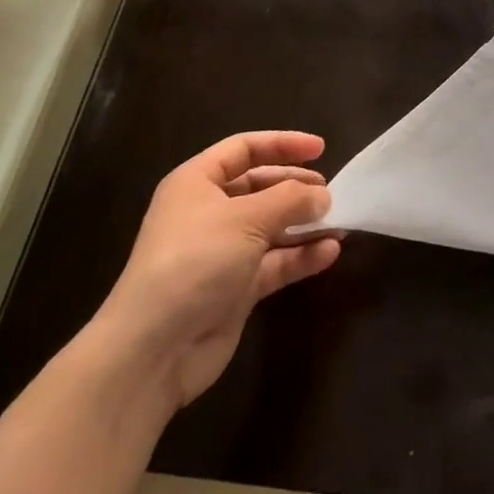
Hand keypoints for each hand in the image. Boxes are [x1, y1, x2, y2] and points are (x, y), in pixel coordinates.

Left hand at [95, 131, 339, 411]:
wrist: (154, 349)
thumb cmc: (196, 260)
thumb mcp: (246, 218)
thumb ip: (290, 199)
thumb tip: (323, 196)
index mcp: (197, 183)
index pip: (244, 149)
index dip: (282, 144)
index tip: (321, 149)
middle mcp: (208, 212)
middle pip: (259, 188)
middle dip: (295, 188)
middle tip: (330, 192)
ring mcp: (222, 253)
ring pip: (271, 227)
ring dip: (304, 224)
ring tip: (340, 222)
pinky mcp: (235, 289)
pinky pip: (274, 263)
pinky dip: (300, 256)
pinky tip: (329, 252)